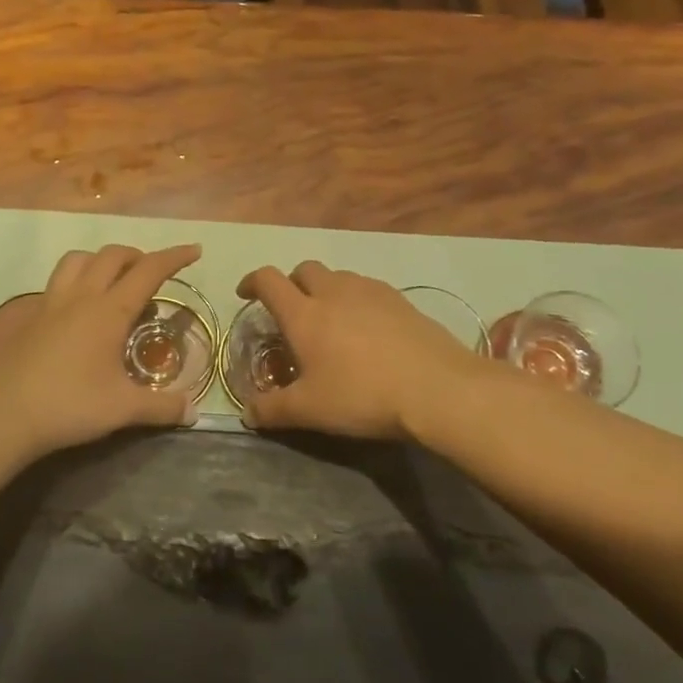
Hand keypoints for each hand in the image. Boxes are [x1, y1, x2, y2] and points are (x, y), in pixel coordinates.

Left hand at [0, 243, 201, 460]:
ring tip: (113, 280)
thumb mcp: (122, 409)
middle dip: (137, 255)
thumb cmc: (68, 405)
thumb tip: (193, 413)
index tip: (194, 249)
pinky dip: (75, 280)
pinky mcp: (29, 317)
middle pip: (112, 255)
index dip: (174, 257)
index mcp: (109, 311)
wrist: (1, 413)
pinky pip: (56, 282)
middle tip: (152, 273)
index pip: (149, 271)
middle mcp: (81, 297)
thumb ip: (161, 407)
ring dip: (101, 260)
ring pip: (78, 259)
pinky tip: (78, 309)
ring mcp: (50, 303)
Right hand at [235, 262, 486, 439]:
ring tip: (331, 321)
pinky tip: (367, 329)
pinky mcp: (401, 300)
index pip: (268, 280)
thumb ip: (272, 410)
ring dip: (325, 290)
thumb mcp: (309, 410)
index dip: (252, 282)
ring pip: (338, 277)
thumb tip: (246, 413)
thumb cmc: (362, 395)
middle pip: (304, 270)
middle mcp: (334, 292)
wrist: (437, 388)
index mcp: (304, 314)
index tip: (246, 294)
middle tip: (292, 311)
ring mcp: (370, 292)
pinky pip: (367, 289)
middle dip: (292, 284)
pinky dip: (356, 300)